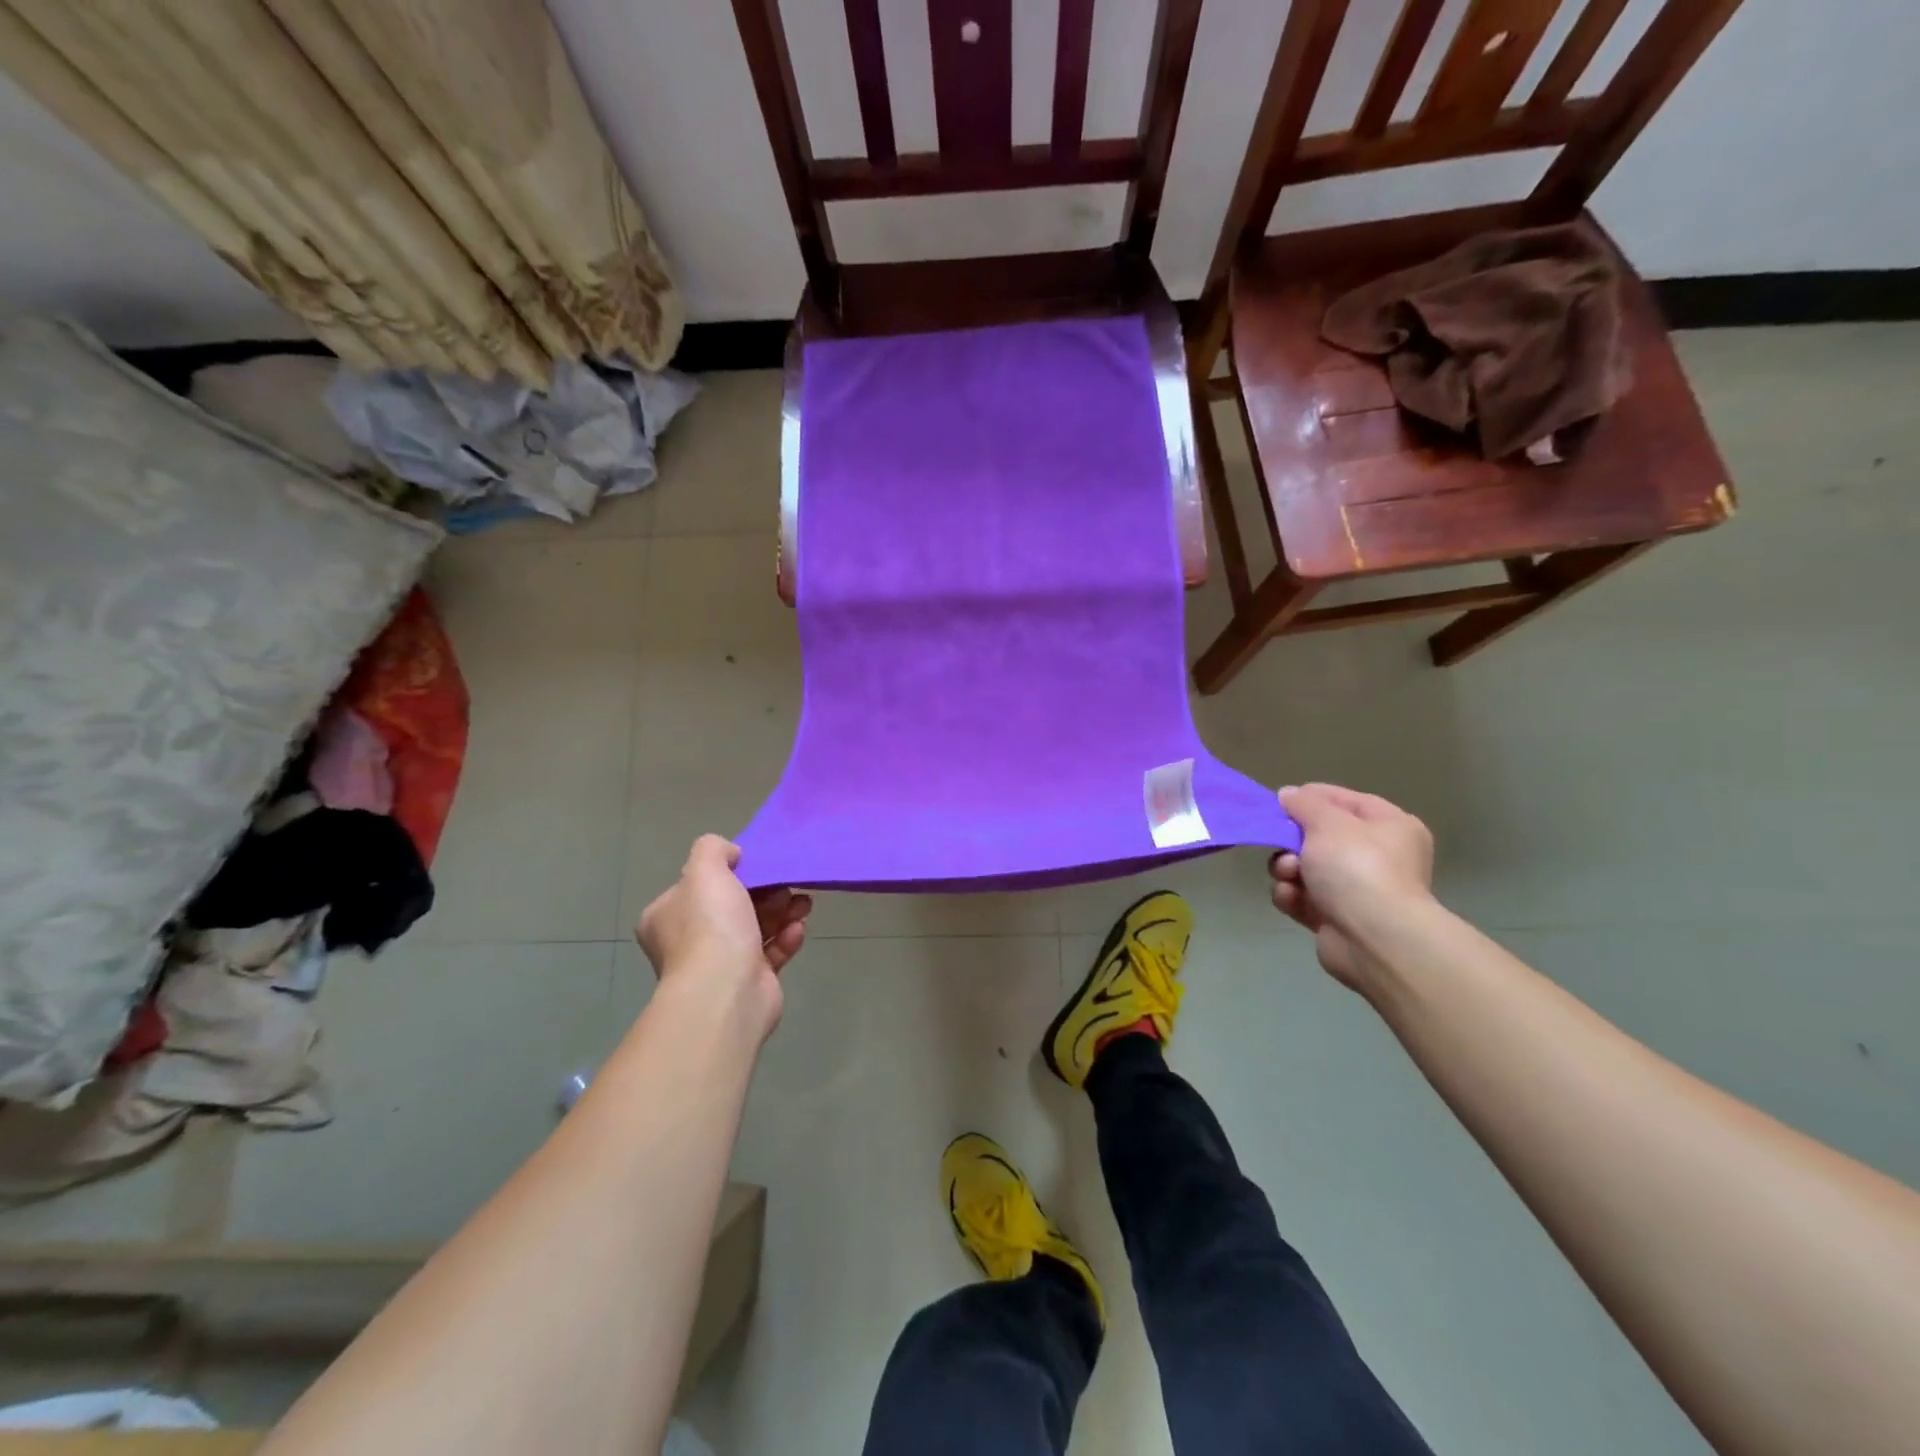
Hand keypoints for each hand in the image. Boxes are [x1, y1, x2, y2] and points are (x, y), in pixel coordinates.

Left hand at [636, 836, 810, 1037]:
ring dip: (782, 911)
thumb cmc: (710, 927)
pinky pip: (771, 953)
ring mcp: (718, 965)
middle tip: (784, 886)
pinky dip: (786, 939)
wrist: (726, 992)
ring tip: (802, 904)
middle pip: (732, 905)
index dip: (729, 873)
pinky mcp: (749, 982)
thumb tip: (730, 854)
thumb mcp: (705, 870)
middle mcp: (688, 941)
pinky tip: (798, 930)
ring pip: (756, 927)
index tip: (755, 866)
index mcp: (667, 916)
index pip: (697, 886)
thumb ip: (713, 849)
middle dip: (765, 892)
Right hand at [1270, 784, 1434, 991]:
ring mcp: (1356, 890)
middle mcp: (1377, 857)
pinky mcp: (1335, 918)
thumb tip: (1289, 794)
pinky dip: (1293, 896)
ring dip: (1287, 869)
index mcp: (1389, 827)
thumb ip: (1304, 804)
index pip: (1345, 800)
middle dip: (1292, 840)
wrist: (1373, 938)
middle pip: (1319, 836)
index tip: (1281, 801)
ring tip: (1289, 876)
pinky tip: (1293, 898)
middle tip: (1281, 843)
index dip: (1312, 797)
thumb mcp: (1328, 822)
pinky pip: (1302, 897)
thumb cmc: (1357, 867)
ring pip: (1305, 867)